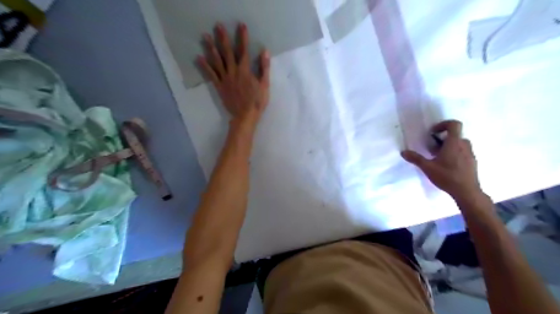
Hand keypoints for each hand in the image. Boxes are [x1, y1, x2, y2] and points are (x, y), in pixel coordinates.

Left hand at [199, 22, 271, 128]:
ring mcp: (225, 79)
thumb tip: (264, 51)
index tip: (241, 26)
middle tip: (217, 26)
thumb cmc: (257, 102)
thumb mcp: (265, 85)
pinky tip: (199, 57)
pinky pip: (211, 74)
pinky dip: (205, 66)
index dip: (243, 38)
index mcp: (245, 71)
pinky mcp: (219, 86)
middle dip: (223, 38)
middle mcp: (233, 72)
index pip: (244, 51)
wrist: (245, 116)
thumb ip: (264, 68)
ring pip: (217, 61)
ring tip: (205, 37)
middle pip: (227, 52)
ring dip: (211, 48)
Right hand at [400, 120, 483, 200]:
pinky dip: (454, 154)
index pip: (454, 124)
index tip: (433, 132)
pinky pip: (463, 152)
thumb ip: (415, 158)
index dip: (443, 124)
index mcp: (454, 143)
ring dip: (449, 146)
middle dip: (443, 139)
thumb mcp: (427, 167)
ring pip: (459, 144)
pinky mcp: (472, 162)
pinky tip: (446, 166)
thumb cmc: (447, 176)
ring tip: (438, 158)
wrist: (467, 192)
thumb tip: (403, 152)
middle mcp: (464, 145)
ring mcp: (470, 154)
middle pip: (455, 135)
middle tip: (432, 148)